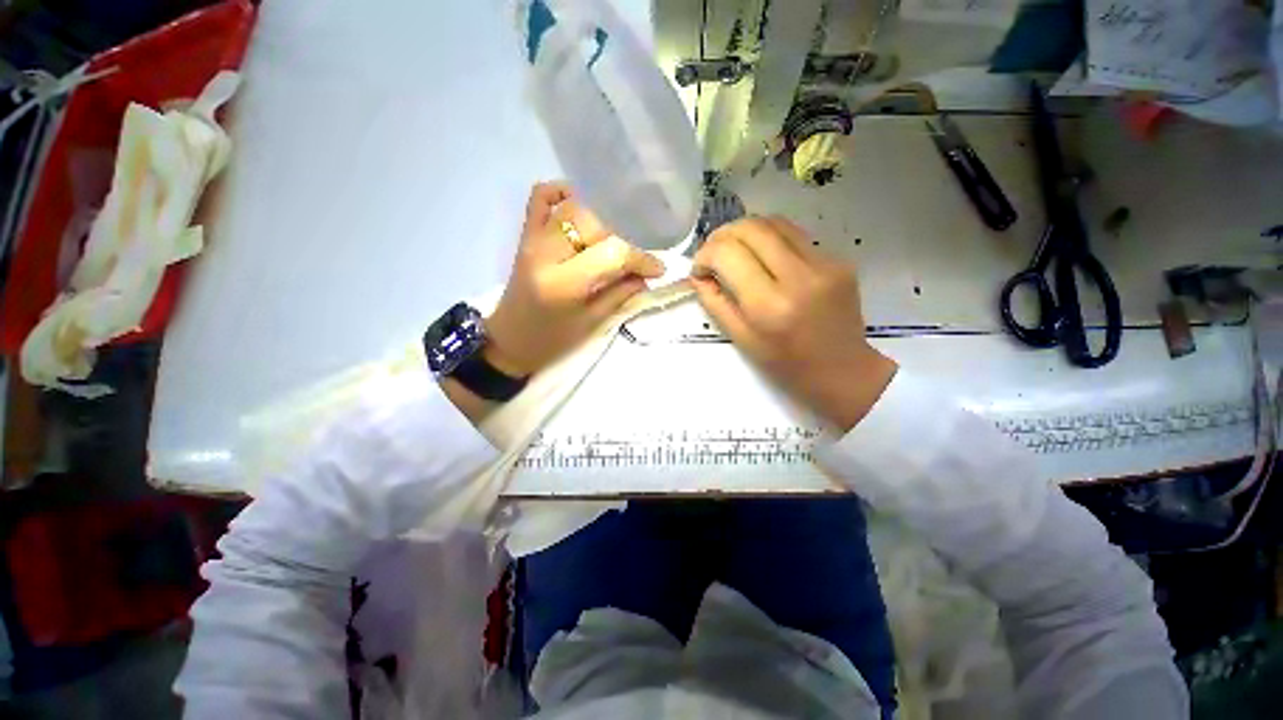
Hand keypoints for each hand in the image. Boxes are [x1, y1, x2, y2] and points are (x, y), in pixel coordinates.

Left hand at [485, 182, 665, 377]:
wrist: (510, 341)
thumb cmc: (552, 340)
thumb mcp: (592, 323)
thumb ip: (620, 294)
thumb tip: (645, 275)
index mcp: (564, 283)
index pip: (612, 253)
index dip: (640, 259)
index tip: (658, 269)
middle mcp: (546, 253)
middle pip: (595, 224)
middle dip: (622, 241)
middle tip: (631, 262)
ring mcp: (532, 239)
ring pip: (574, 208)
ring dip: (600, 222)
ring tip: (610, 243)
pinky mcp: (525, 235)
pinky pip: (541, 197)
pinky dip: (562, 193)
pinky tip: (580, 204)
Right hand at [691, 216, 896, 431]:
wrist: (843, 371)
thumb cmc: (786, 365)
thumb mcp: (741, 340)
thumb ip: (715, 303)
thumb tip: (698, 275)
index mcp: (769, 305)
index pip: (728, 254)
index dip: (705, 255)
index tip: (700, 271)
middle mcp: (798, 276)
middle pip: (751, 228)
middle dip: (722, 236)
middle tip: (713, 255)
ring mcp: (824, 263)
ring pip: (774, 222)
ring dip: (745, 231)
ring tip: (735, 251)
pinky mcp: (838, 259)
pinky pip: (795, 235)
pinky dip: (770, 239)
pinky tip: (764, 258)